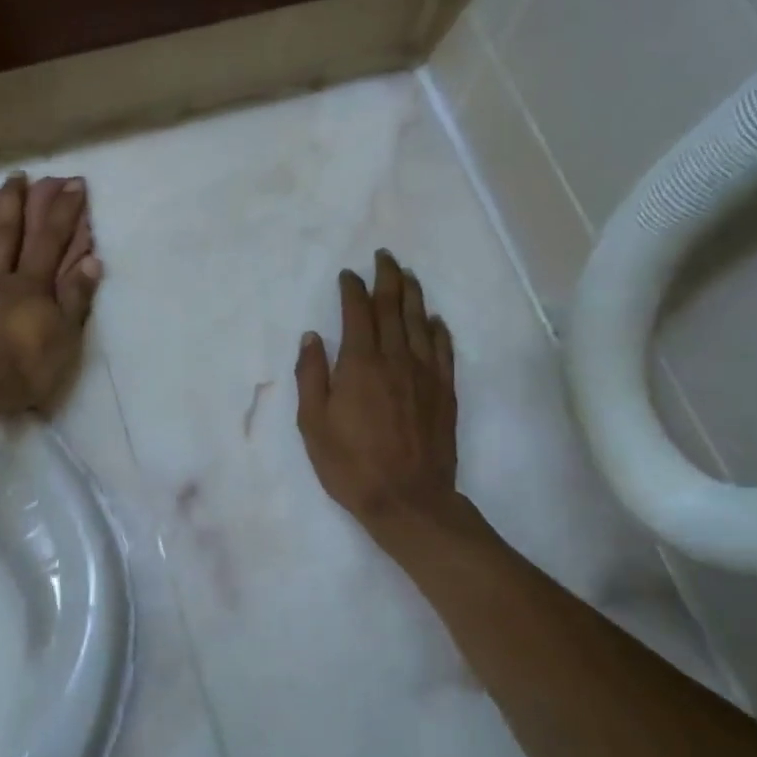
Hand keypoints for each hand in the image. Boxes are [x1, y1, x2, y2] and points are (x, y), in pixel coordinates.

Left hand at [0, 173, 102, 417]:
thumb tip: (91, 260)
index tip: (72, 183)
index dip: (63, 211)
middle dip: (14, 202)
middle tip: (17, 174)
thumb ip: (76, 299)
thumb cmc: (22, 368)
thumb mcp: (65, 339)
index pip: (51, 241)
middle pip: (7, 234)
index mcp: (31, 286)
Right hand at [296, 251, 459, 535]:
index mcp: (359, 364)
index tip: (348, 274)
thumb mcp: (313, 424)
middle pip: (393, 308)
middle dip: (387, 279)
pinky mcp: (444, 391)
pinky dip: (438, 329)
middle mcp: (395, 359)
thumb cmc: (350, 464)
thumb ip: (311, 376)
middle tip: (384, 257)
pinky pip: (443, 350)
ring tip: (408, 275)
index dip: (352, 290)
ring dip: (413, 295)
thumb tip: (312, 337)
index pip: (357, 313)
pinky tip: (435, 320)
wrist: (408, 499)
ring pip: (420, 322)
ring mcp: (424, 374)